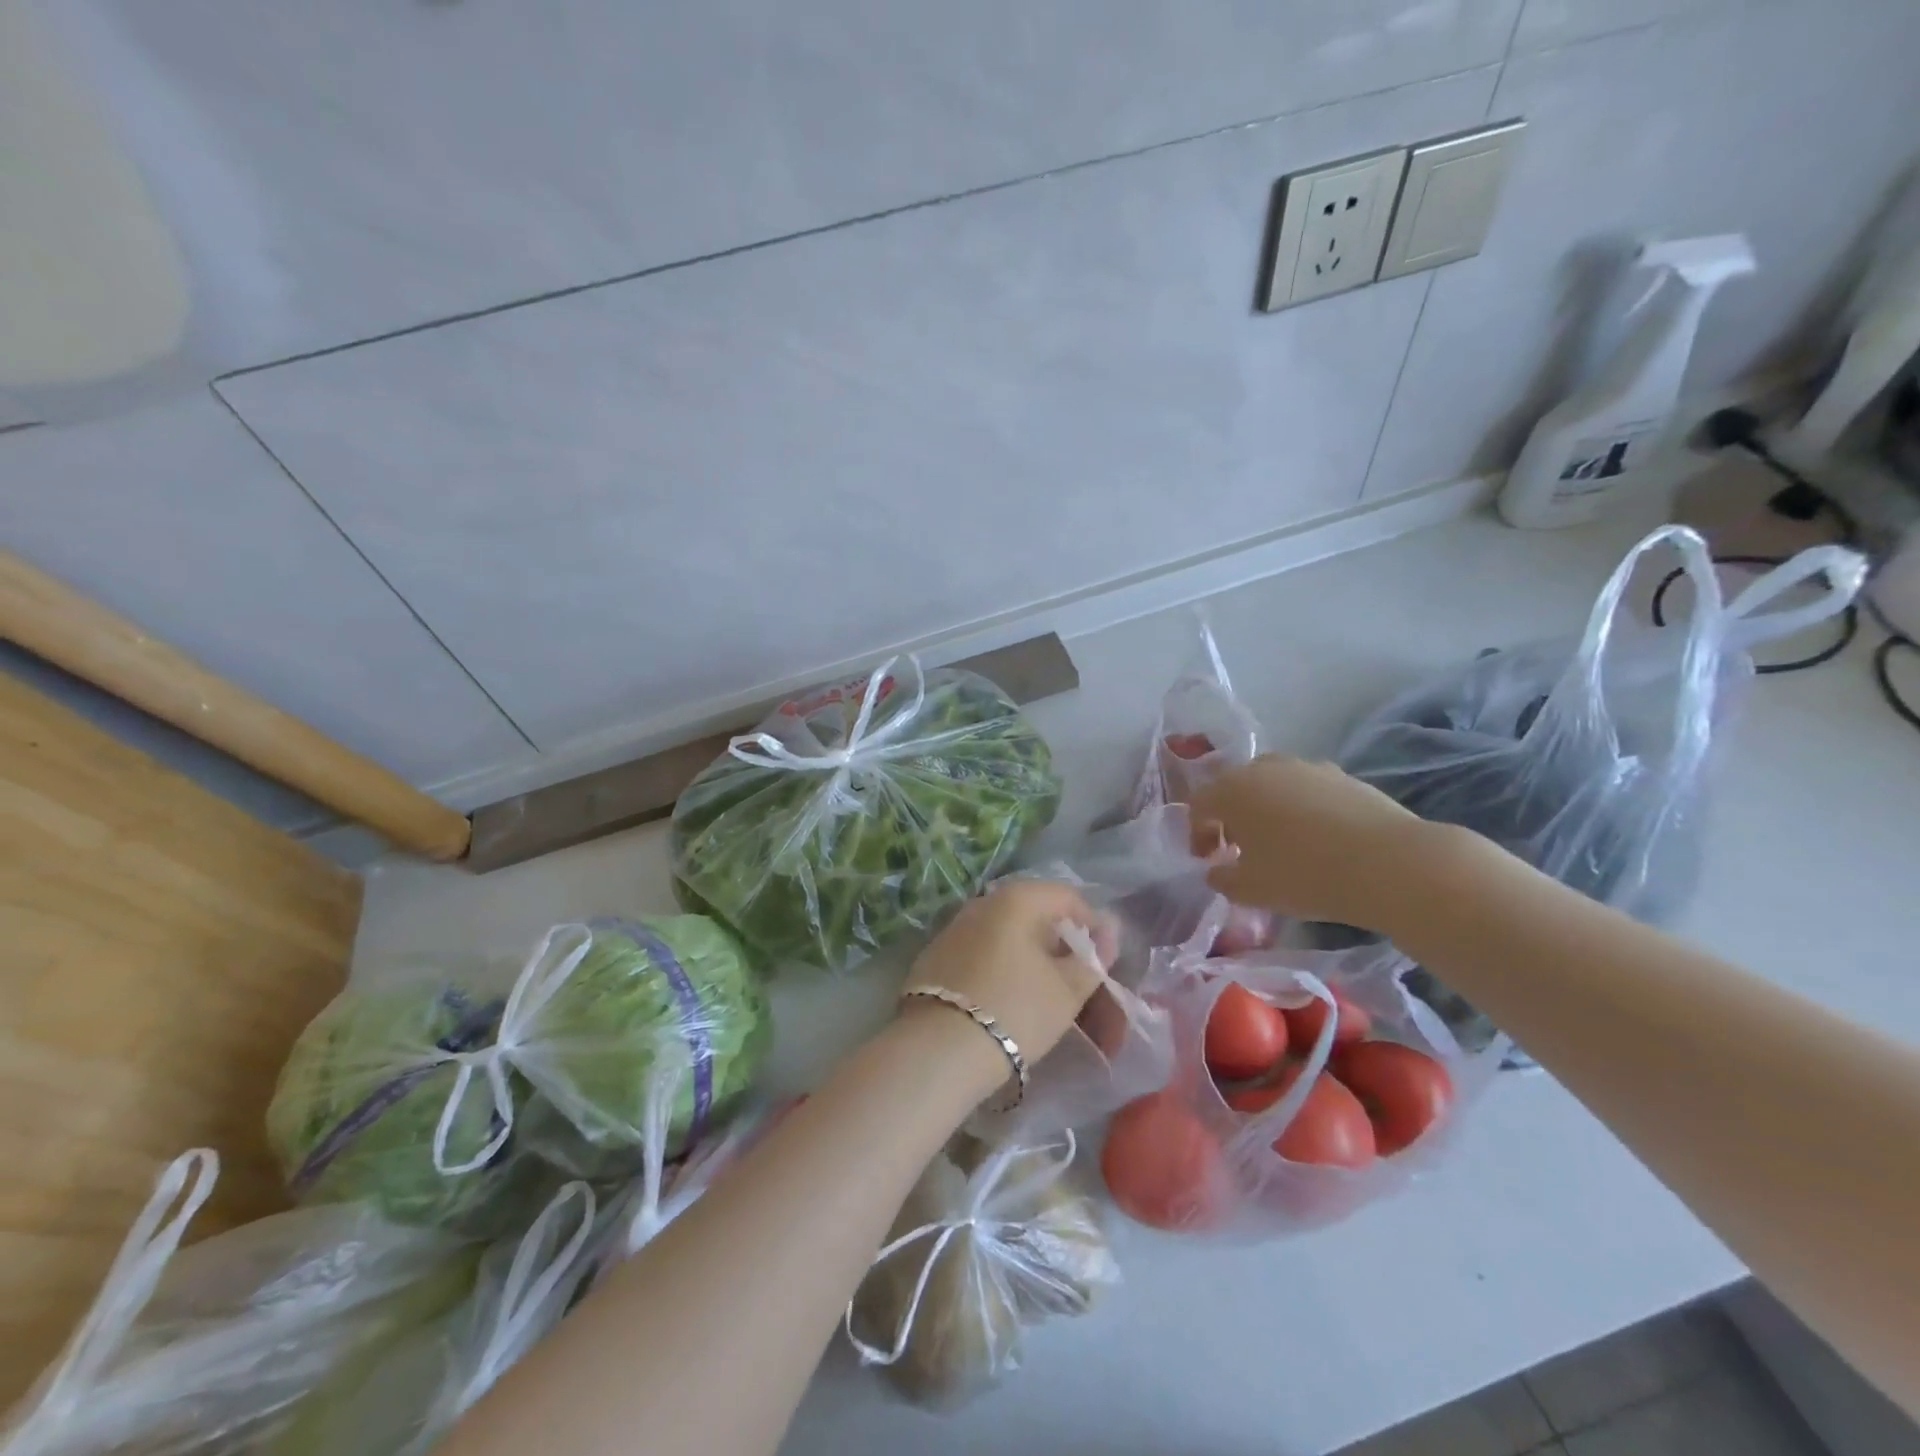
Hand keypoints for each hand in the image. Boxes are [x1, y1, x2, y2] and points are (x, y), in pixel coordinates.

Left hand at [902, 879, 1113, 1081]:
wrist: (939, 1048)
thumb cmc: (1015, 1010)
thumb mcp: (1067, 990)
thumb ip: (1092, 959)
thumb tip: (1107, 933)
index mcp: (1017, 898)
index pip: (1069, 897)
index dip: (1093, 926)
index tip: (1102, 963)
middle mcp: (983, 901)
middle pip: (1035, 913)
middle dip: (1061, 943)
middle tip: (1076, 980)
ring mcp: (955, 926)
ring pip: (1006, 932)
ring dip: (1031, 955)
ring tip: (1044, 992)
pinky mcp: (936, 954)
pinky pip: (981, 949)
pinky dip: (1001, 964)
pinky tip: (1006, 996)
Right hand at [1187, 755, 1435, 931]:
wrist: (1390, 864)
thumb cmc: (1304, 875)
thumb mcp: (1251, 890)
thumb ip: (1223, 878)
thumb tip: (1217, 870)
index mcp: (1233, 790)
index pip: (1199, 805)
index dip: (1197, 833)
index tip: (1207, 860)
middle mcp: (1265, 768)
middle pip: (1235, 787)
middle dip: (1231, 817)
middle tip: (1239, 848)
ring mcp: (1308, 768)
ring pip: (1273, 785)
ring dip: (1267, 810)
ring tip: (1281, 843)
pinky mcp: (1344, 777)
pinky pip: (1308, 790)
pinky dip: (1303, 809)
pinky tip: (1319, 840)